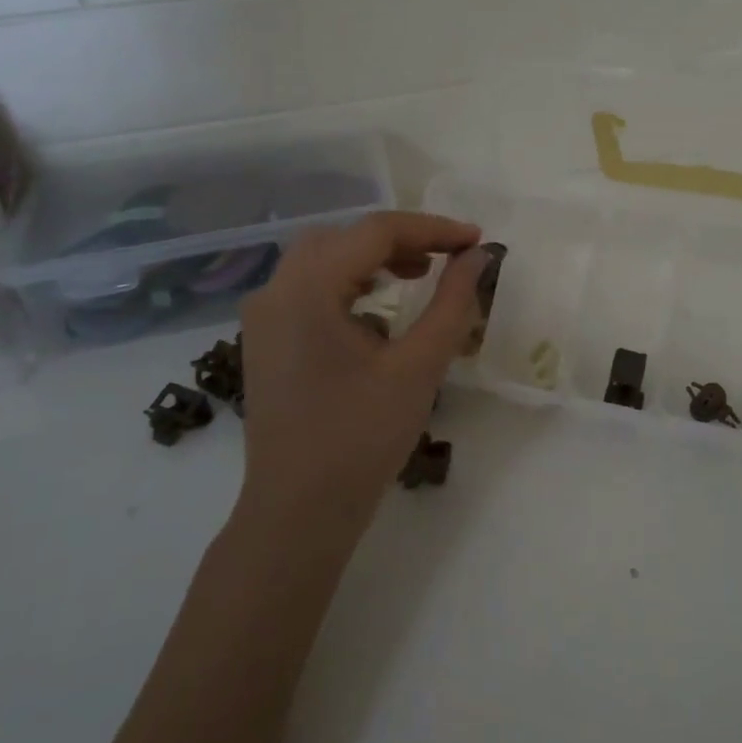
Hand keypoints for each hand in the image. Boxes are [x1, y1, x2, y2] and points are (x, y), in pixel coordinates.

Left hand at [235, 211, 488, 540]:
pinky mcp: (265, 341)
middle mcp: (275, 292)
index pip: (375, 233)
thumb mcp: (418, 368)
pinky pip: (309, 289)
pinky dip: (349, 284)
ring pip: (323, 260)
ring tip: (419, 274)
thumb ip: (452, 304)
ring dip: (373, 258)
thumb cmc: (361, 439)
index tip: (475, 241)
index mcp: (307, 290)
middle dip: (400, 240)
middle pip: (343, 238)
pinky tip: (380, 312)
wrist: (298, 512)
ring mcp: (263, 317)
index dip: (432, 229)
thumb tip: (478, 257)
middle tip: (447, 257)